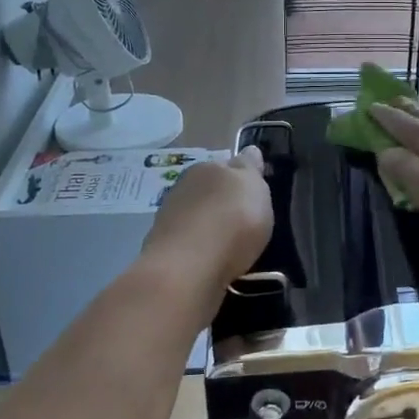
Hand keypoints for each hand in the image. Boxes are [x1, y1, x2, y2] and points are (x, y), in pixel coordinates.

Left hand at [142, 147, 273, 287]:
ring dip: (211, 227)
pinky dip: (201, 249)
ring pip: (197, 217)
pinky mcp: (164, 250)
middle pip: (210, 191)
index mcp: (208, 167)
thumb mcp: (254, 187)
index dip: (242, 177)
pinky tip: (214, 261)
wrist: (188, 268)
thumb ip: (251, 168)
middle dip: (224, 202)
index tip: (254, 193)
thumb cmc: (231, 220)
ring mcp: (169, 219)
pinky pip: (190, 244)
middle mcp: (184, 188)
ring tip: (231, 245)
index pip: (228, 165)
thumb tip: (249, 151)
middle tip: (245, 221)